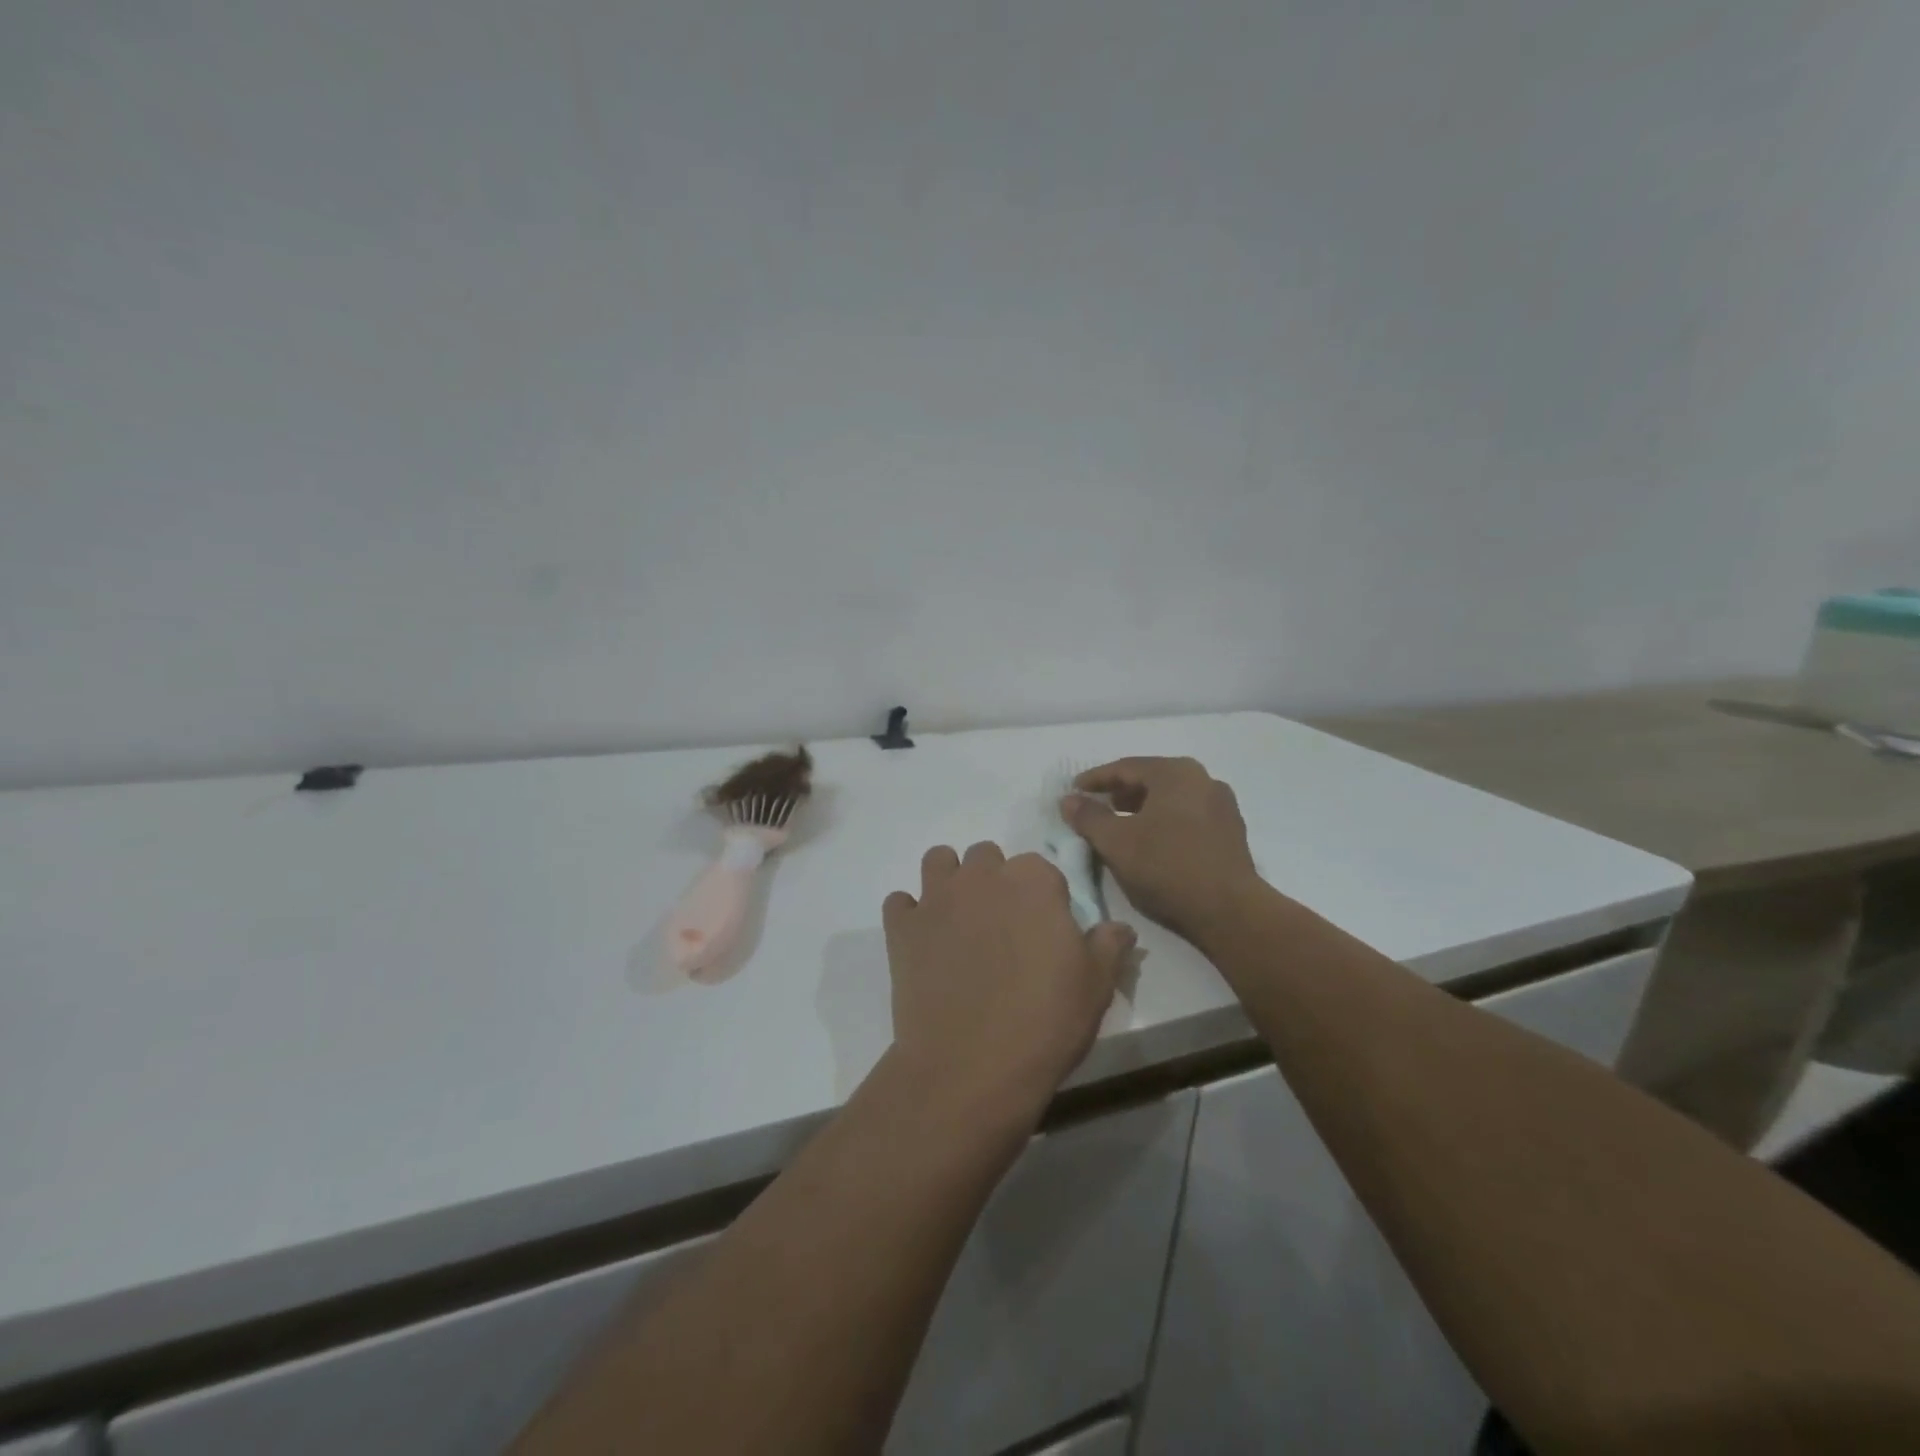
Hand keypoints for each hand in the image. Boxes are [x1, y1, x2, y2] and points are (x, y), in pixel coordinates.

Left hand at [883, 842, 1135, 1120]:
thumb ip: (1108, 945)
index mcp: (1032, 880)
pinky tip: (923, 942)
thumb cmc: (1044, 1022)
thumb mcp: (1096, 986)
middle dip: (995, 882)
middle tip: (1003, 929)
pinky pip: (900, 903)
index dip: (1044, 898)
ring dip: (950, 881)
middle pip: (987, 857)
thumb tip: (1120, 927)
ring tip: (960, 921)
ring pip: (939, 862)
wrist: (970, 1066)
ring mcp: (936, 898)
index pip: (1041, 868)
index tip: (1046, 930)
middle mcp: (981, 876)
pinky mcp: (902, 927)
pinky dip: (910, 915)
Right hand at [1062, 757, 1262, 946]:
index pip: (1125, 768)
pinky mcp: (1231, 832)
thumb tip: (1068, 800)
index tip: (1073, 791)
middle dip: (1120, 792)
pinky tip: (1151, 842)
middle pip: (1151, 779)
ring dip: (1142, 808)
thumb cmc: (1166, 867)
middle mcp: (1203, 779)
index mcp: (1175, 772)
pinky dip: (1164, 821)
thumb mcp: (1116, 842)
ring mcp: (1222, 805)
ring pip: (1171, 798)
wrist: (1229, 911)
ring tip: (1120, 825)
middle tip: (1095, 806)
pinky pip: (1188, 816)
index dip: (1095, 779)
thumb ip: (1088, 817)